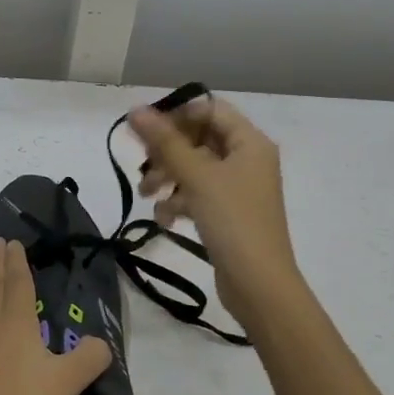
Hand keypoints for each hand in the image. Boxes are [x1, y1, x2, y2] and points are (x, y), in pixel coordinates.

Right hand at [128, 95, 302, 323]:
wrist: (258, 284)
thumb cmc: (232, 220)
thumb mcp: (196, 176)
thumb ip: (164, 141)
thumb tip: (135, 110)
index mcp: (249, 142)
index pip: (209, 109)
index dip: (176, 116)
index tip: (145, 132)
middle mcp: (247, 159)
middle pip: (199, 139)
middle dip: (167, 152)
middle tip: (142, 166)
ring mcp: (238, 188)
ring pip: (194, 169)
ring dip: (168, 178)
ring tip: (147, 195)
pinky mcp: (228, 213)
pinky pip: (198, 195)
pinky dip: (179, 202)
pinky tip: (165, 220)